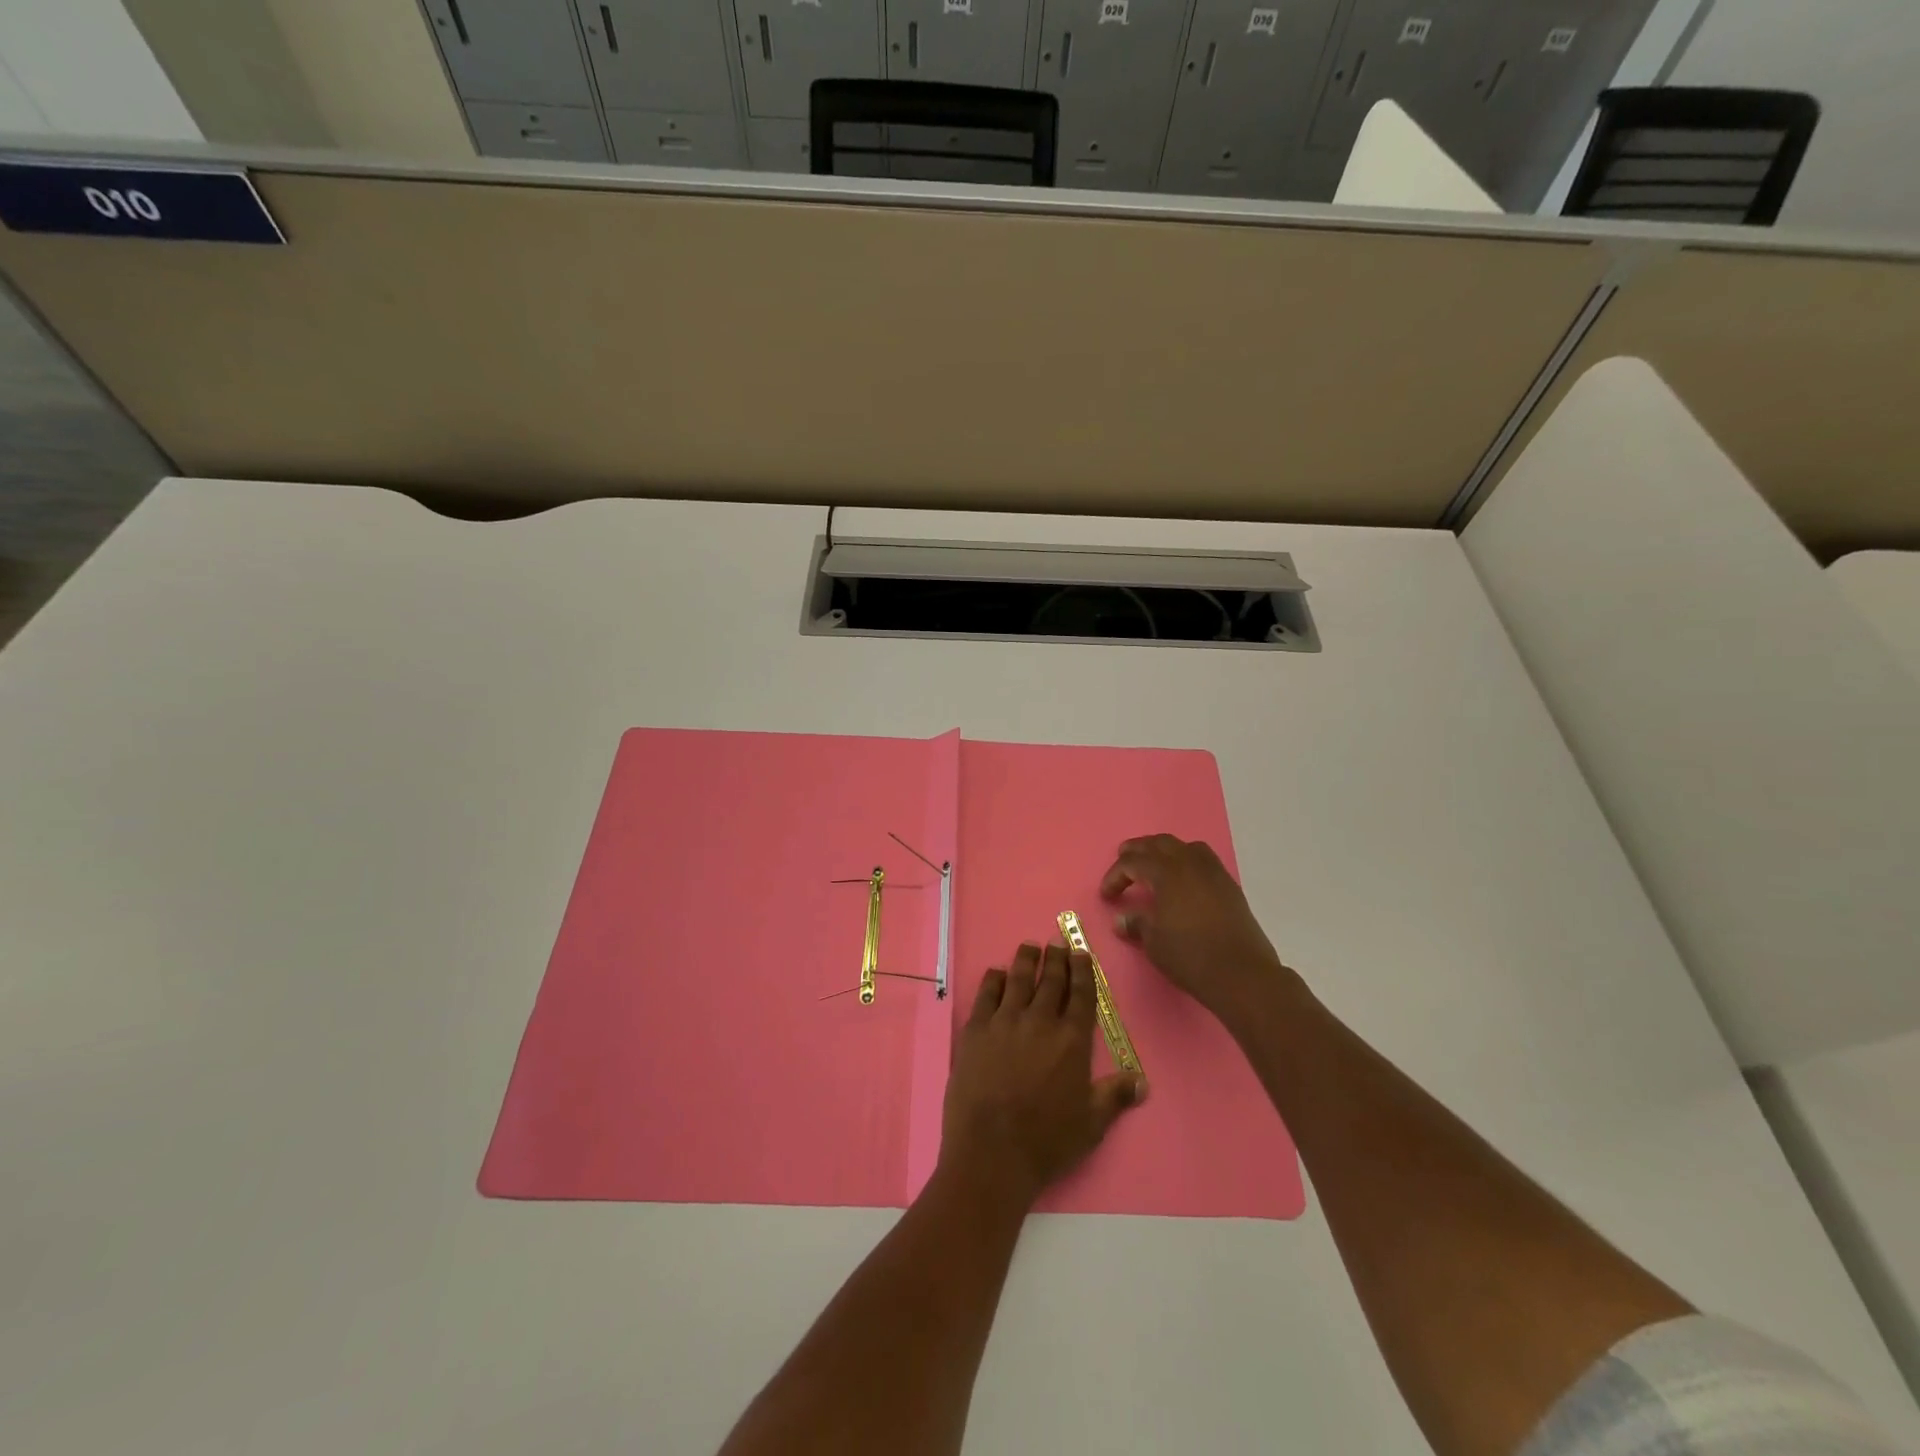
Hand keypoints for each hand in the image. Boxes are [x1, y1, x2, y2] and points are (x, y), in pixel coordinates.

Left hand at [940, 942, 1144, 1207]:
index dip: (1082, 971)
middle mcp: (1040, 1022)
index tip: (1081, 951)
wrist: (992, 1152)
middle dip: (1056, 959)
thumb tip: (1142, 1081)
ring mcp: (1005, 1022)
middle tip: (1057, 942)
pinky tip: (997, 973)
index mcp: (1072, 1041)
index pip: (1081, 995)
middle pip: (1050, 981)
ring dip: (1026, 960)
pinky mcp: (976, 1030)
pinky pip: (986, 995)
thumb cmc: (1047, 1141)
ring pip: (1018, 980)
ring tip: (1030, 947)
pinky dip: (993, 980)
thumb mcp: (1091, 1124)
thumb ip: (1115, 1096)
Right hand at [1099, 834, 1291, 1025]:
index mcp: (1166, 873)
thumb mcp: (1154, 942)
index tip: (1107, 895)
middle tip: (1123, 858)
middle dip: (1138, 850)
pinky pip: (1204, 860)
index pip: (1133, 863)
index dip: (1115, 876)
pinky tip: (1184, 881)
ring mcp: (1213, 873)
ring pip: (1185, 847)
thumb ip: (1136, 924)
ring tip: (1155, 864)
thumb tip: (1121, 920)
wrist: (1241, 974)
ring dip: (1165, 850)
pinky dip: (1188, 861)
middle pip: (1159, 843)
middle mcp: (1190, 864)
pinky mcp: (1229, 886)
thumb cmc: (1190, 956)